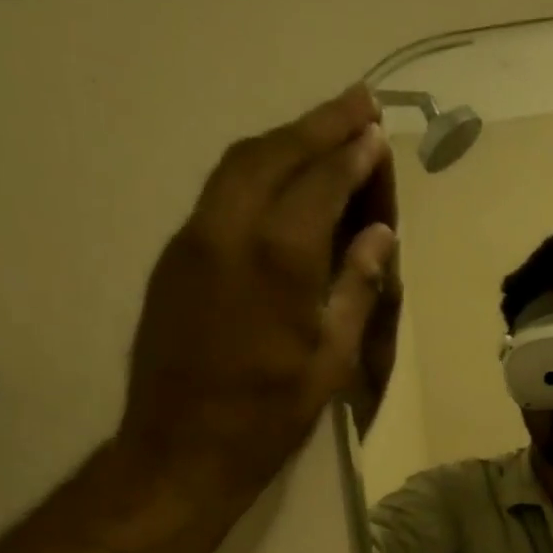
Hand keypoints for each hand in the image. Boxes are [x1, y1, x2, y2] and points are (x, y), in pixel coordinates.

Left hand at [114, 82, 398, 509]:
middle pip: (274, 153)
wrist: (180, 449)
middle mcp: (229, 231)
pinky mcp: (174, 257)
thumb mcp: (331, 361)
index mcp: (278, 258)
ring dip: (283, 140)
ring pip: (238, 165)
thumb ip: (355, 288)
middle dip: (318, 124)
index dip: (352, 154)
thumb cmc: (268, 416)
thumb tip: (378, 235)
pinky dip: (254, 170)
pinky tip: (278, 179)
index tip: (376, 131)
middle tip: (356, 103)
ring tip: (321, 130)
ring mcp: (193, 240)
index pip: (321, 182)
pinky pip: (218, 193)